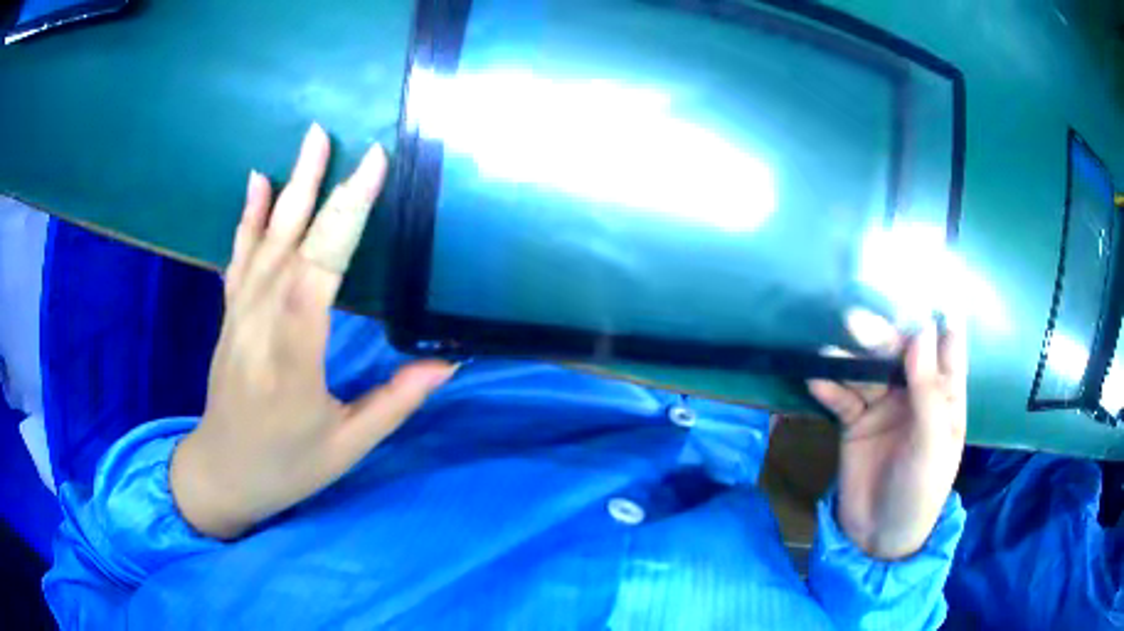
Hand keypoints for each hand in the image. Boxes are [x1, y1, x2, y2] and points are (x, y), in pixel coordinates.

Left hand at [170, 124, 454, 538]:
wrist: (222, 472)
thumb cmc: (287, 465)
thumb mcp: (348, 446)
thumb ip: (396, 400)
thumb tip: (448, 361)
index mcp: (293, 357)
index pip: (320, 270)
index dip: (347, 214)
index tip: (375, 167)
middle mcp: (260, 323)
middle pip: (292, 242)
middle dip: (322, 185)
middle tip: (344, 136)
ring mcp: (239, 313)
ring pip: (265, 239)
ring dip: (290, 185)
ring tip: (311, 139)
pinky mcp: (230, 312)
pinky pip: (240, 255)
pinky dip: (248, 215)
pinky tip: (257, 181)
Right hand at [808, 310, 966, 559]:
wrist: (878, 537)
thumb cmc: (920, 490)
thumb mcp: (931, 443)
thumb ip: (928, 389)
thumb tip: (921, 331)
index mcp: (946, 395)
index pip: (947, 345)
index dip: (935, 314)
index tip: (917, 284)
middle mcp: (915, 392)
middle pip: (900, 352)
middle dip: (883, 335)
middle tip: (859, 320)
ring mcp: (884, 406)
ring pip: (868, 370)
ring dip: (851, 359)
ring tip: (831, 349)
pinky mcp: (855, 422)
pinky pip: (842, 397)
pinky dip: (830, 387)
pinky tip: (816, 378)